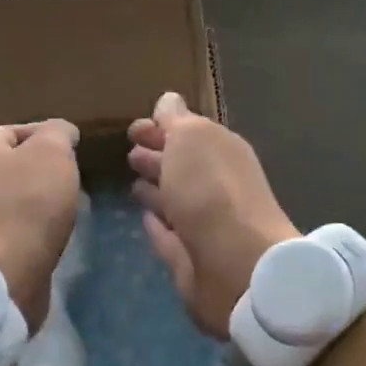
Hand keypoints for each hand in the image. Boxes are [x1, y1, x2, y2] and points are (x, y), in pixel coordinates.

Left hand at [0, 120, 80, 331]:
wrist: (0, 276)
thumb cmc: (28, 203)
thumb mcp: (52, 152)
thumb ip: (58, 133)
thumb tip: (61, 132)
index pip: (11, 131)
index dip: (42, 134)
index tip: (70, 147)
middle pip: (9, 168)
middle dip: (40, 171)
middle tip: (71, 179)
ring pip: (11, 203)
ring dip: (37, 205)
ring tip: (67, 211)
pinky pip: (11, 235)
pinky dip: (31, 234)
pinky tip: (51, 240)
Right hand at [128, 91, 298, 338]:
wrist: (236, 264)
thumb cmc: (210, 188)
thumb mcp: (191, 138)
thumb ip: (176, 120)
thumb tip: (168, 101)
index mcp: (220, 150)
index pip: (188, 132)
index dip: (161, 127)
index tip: (132, 129)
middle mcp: (215, 184)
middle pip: (182, 166)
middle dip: (157, 157)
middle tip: (129, 154)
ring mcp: (204, 223)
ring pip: (175, 199)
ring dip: (156, 190)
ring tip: (132, 183)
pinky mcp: (191, 259)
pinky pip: (169, 235)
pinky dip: (157, 225)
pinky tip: (143, 218)